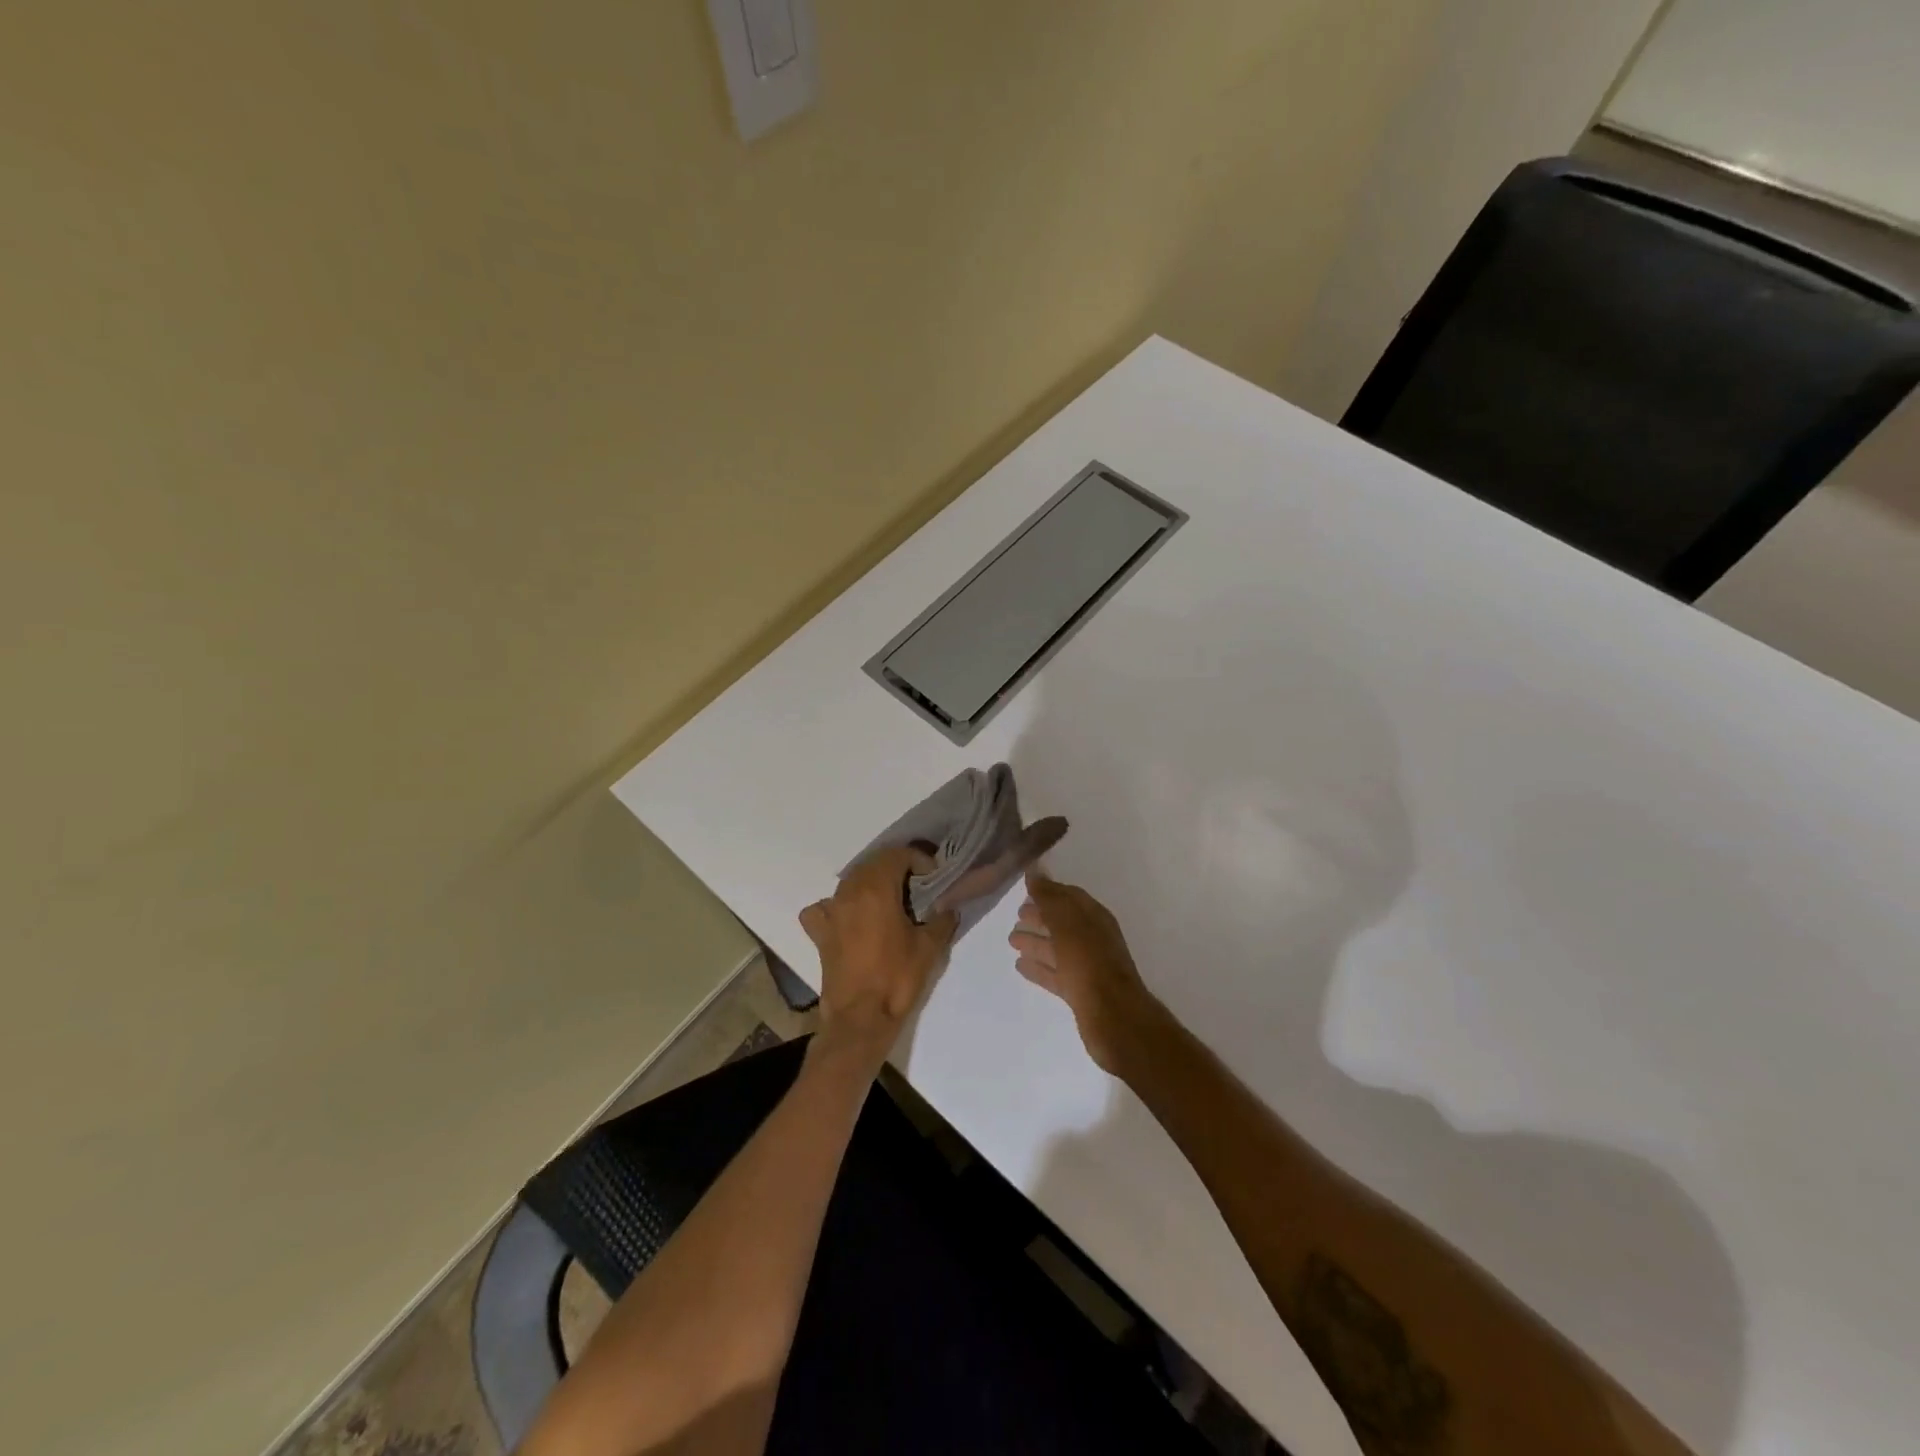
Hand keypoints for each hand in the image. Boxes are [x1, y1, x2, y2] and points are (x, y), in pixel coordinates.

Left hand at [800, 846, 955, 1063]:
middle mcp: (849, 892)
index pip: (897, 855)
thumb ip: (942, 920)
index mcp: (876, 889)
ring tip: (890, 902)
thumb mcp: (930, 948)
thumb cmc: (896, 979)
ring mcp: (830, 911)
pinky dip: (838, 906)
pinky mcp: (820, 933)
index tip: (933, 878)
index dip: (919, 860)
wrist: (860, 1018)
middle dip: (897, 868)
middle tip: (917, 887)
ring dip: (872, 884)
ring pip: (851, 881)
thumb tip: (948, 908)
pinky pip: (825, 907)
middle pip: (873, 864)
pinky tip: (850, 919)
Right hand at [1010, 871, 1166, 1075]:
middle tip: (1016, 915)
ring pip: (1057, 948)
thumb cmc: (1089, 962)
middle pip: (1063, 922)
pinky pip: (1055, 973)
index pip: (1069, 897)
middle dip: (1041, 916)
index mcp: (1094, 918)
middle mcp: (1093, 938)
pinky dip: (1039, 967)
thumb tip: (1035, 870)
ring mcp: (1087, 966)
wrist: (1114, 1017)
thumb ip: (1050, 897)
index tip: (1025, 889)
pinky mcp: (1080, 991)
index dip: (1048, 891)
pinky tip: (1020, 966)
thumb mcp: (1067, 923)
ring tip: (1012, 939)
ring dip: (1036, 942)